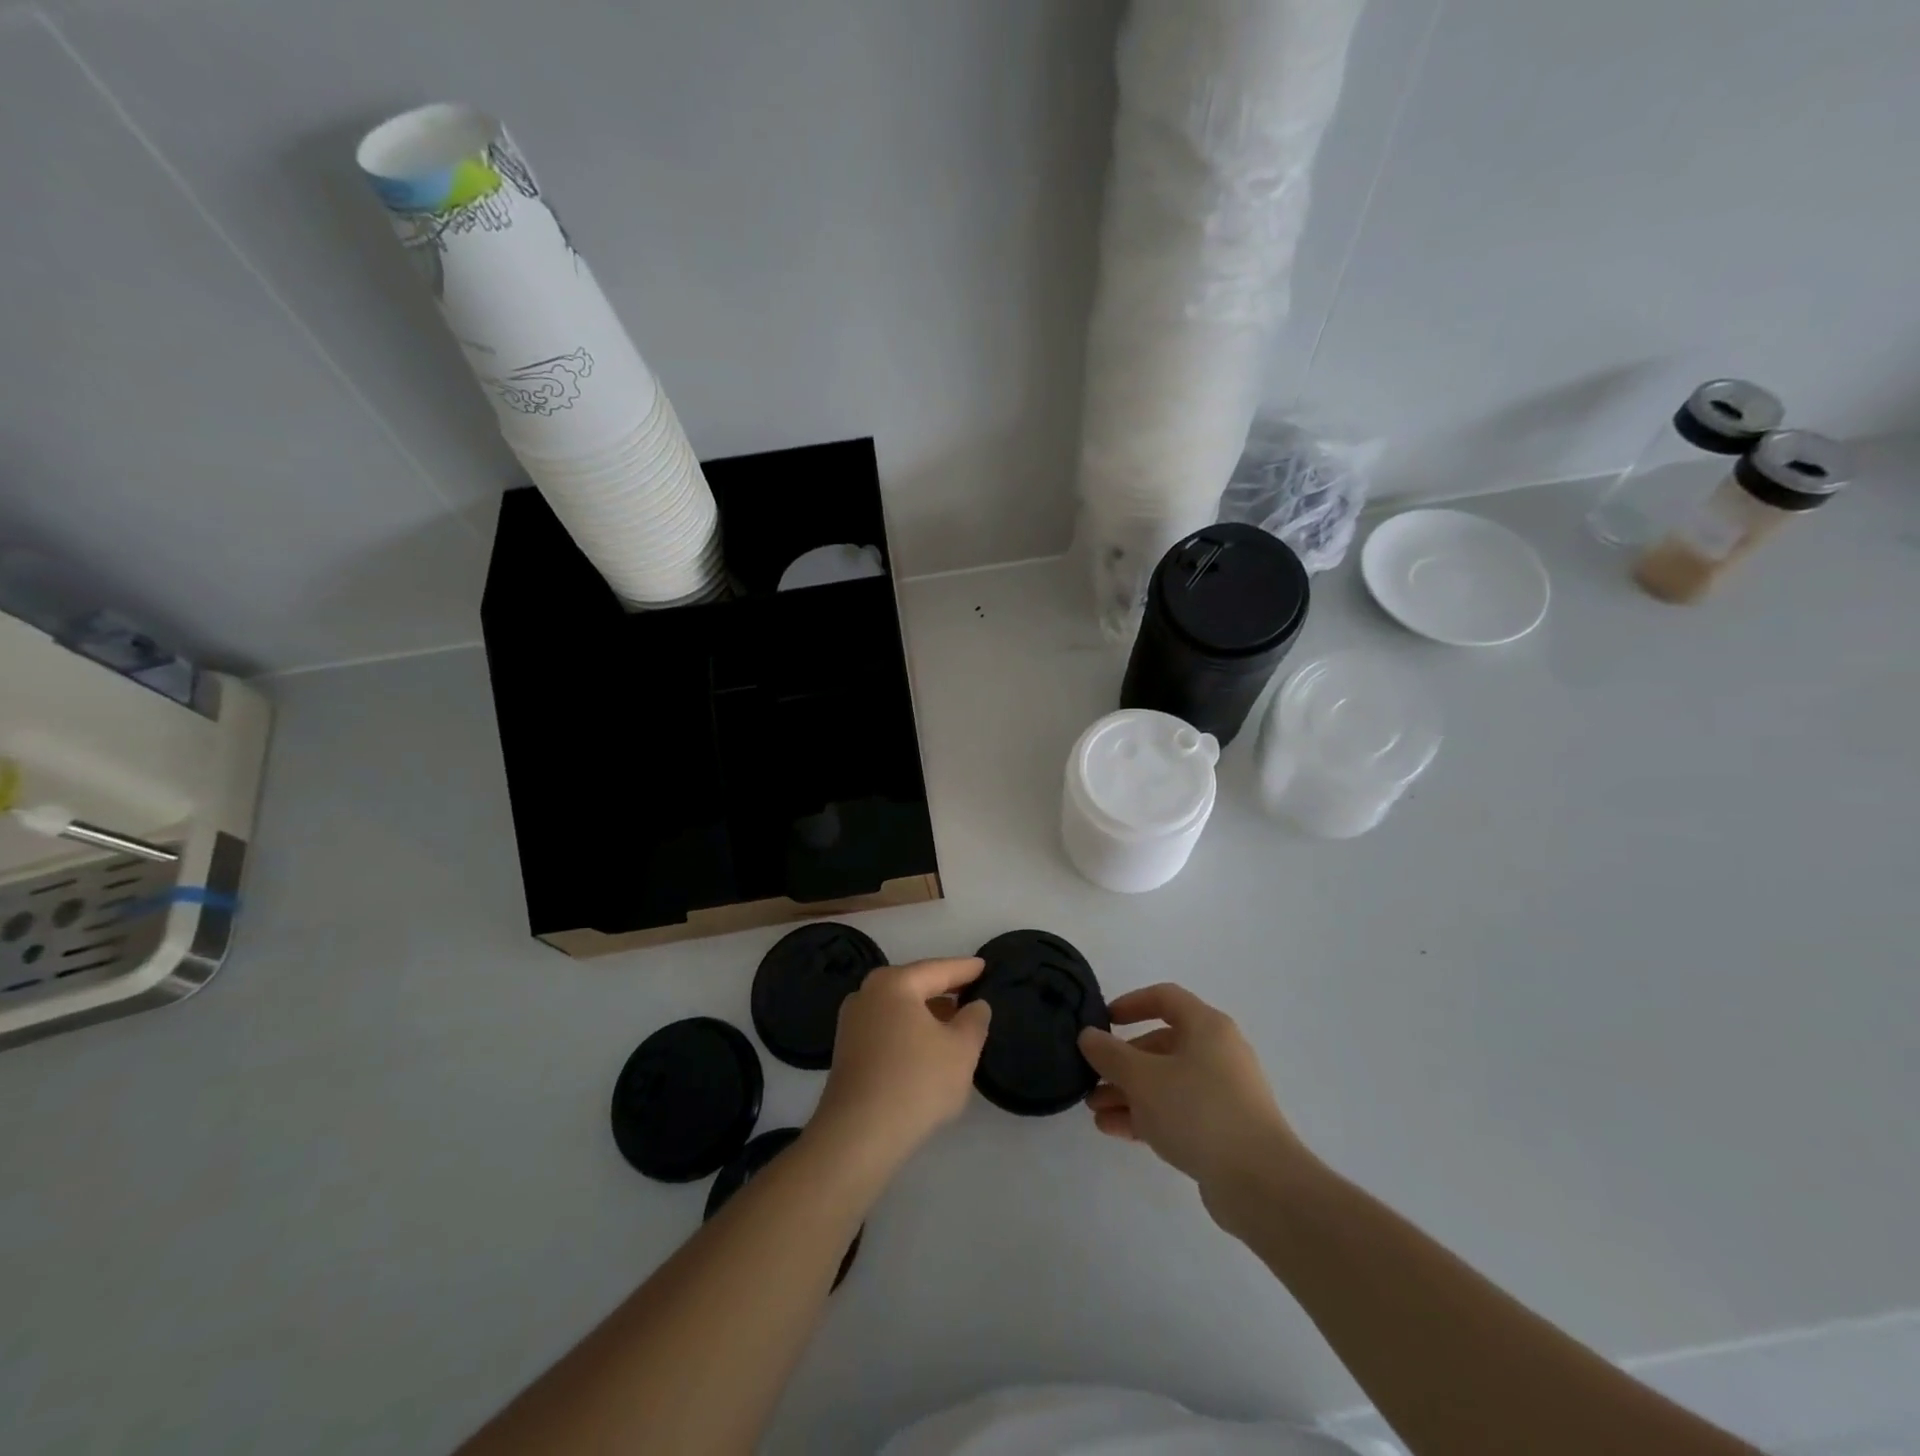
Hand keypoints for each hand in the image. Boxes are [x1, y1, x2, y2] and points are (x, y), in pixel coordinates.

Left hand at [811, 958, 990, 1168]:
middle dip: (944, 990)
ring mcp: (852, 1022)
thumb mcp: (962, 1050)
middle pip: (915, 985)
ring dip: (926, 1013)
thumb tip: (975, 1006)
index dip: (965, 969)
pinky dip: (909, 1031)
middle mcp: (867, 994)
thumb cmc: (916, 1082)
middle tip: (971, 991)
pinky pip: (887, 1028)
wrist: (858, 1135)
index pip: (938, 969)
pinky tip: (926, 1047)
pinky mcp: (847, 1051)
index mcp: (894, 983)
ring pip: (899, 1008)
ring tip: (954, 1021)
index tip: (984, 966)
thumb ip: (974, 1020)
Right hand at [1079, 983, 1313, 1221]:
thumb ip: (1110, 1054)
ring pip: (1166, 1082)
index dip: (1131, 1004)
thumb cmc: (1198, 1111)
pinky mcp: (1223, 1129)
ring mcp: (1223, 1093)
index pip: (1165, 998)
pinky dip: (1147, 1115)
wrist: (1260, 1183)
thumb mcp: (1143, 1078)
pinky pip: (1177, 1111)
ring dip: (1129, 1093)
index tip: (1103, 1022)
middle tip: (1092, 1079)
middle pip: (1161, 1045)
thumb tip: (1088, 1036)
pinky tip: (1115, 1129)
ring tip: (1095, 1111)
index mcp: (1207, 1027)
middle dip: (1122, 1062)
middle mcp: (1218, 1053)